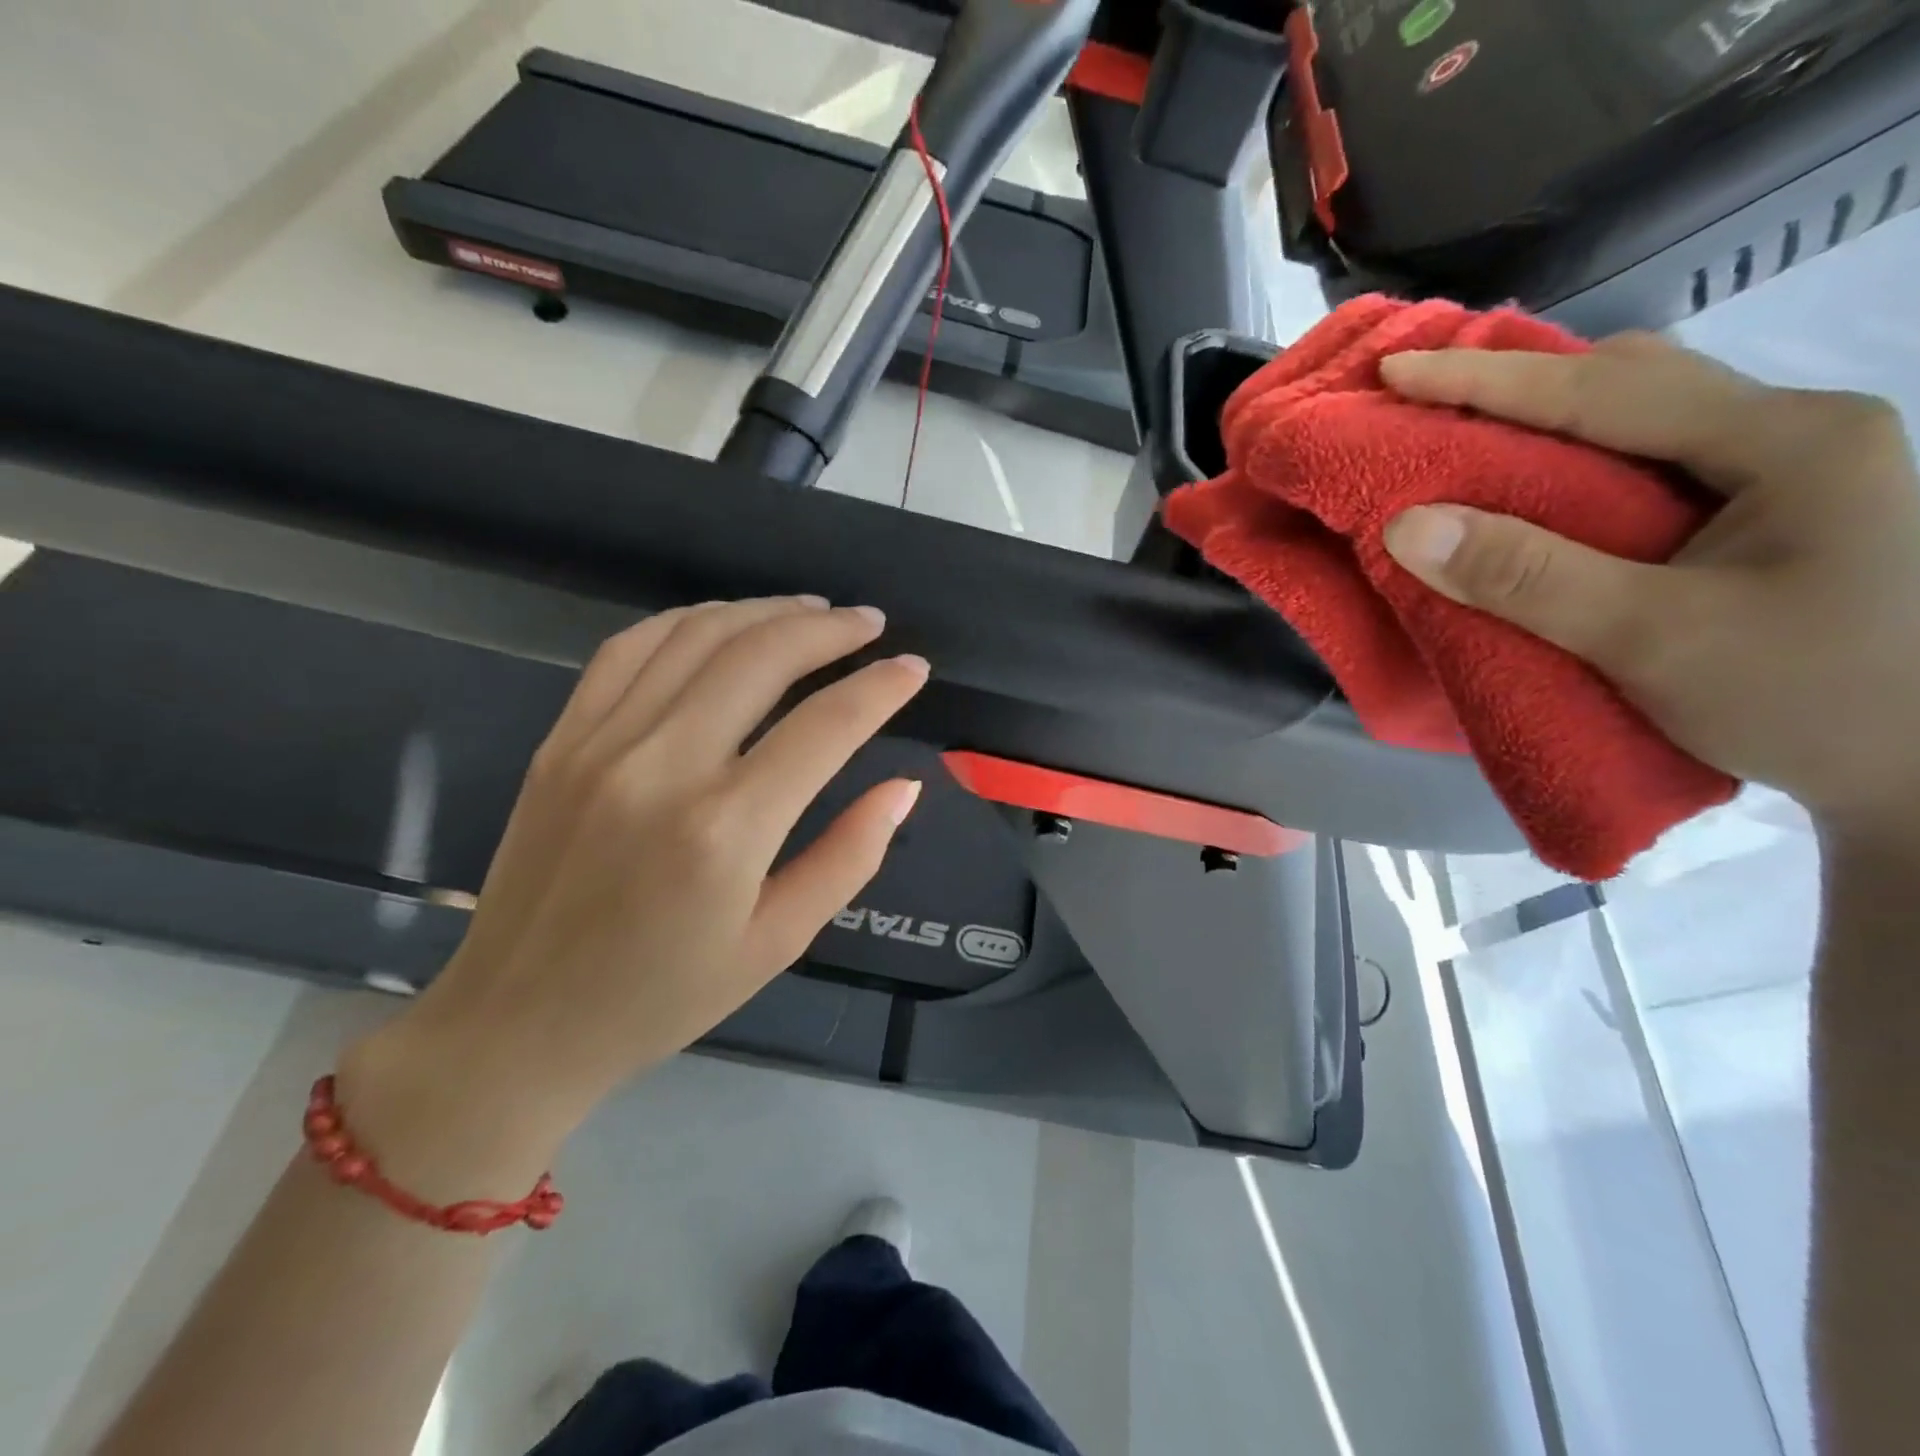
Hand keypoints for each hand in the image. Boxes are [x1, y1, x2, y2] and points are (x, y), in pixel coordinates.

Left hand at [338, 598, 929, 1187]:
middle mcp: (663, 766)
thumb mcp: (778, 943)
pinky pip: (629, 649)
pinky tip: (724, 625)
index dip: (880, 687)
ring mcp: (602, 743)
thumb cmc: (663, 996)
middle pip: (762, 656)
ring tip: (811, 611)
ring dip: (765, 611)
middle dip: (829, 628)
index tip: (914, 668)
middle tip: (870, 623)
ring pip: (697, 635)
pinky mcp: (563, 739)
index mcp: (726, 829)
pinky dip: (688, 621)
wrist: (518, 1024)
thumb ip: (849, 856)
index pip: (826, 725)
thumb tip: (903, 787)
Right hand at [1379, 332, 1919, 833]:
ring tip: (1468, 441)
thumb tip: (1406, 526)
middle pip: (1629, 380)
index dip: (1484, 380)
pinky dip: (1573, 463)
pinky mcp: (1761, 513)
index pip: (1604, 390)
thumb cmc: (1806, 700)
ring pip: (1640, 416)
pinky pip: (1647, 460)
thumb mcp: (1652, 639)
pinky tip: (1537, 489)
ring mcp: (1782, 471)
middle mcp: (1790, 432)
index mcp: (1786, 440)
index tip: (1395, 370)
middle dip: (1518, 386)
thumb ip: (1526, 577)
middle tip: (1427, 404)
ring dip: (1546, 422)